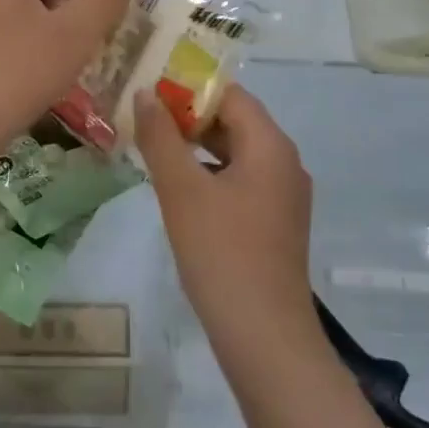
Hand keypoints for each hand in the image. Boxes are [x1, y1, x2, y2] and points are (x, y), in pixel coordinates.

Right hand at [133, 87, 316, 360]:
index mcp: (270, 145)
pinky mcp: (276, 223)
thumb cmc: (222, 254)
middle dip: (189, 117)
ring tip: (153, 147)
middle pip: (235, 121)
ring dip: (197, 146)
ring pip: (236, 153)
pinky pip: (241, 181)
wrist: (265, 339)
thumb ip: (160, 137)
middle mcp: (284, 162)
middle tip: (144, 117)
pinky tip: (179, 188)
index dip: (189, 88)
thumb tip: (145, 94)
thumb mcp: (182, 190)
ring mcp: (283, 196)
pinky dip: (210, 174)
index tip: (150, 90)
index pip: (229, 95)